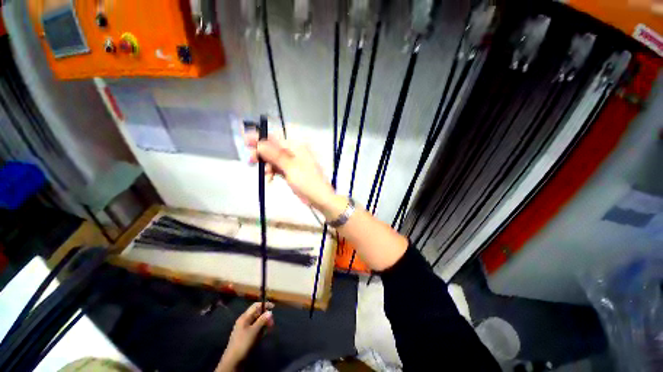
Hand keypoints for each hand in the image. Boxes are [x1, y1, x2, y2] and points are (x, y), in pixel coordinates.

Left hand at [216, 302, 274, 371]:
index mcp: (244, 317)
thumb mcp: (254, 331)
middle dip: (265, 317)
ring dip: (263, 324)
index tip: (273, 307)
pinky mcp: (246, 336)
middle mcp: (244, 321)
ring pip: (257, 322)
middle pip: (257, 313)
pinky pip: (255, 329)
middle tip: (271, 323)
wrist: (233, 361)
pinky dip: (260, 330)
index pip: (256, 306)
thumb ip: (262, 320)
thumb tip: (270, 311)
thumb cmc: (243, 343)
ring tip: (268, 330)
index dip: (265, 305)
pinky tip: (263, 335)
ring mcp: (245, 328)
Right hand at [246, 133, 336, 209]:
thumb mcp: (290, 167)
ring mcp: (292, 163)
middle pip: (273, 149)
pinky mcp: (290, 172)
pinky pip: (277, 169)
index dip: (260, 138)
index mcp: (296, 147)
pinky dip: (272, 172)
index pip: (275, 139)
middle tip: (250, 161)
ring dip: (266, 166)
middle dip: (261, 154)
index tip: (245, 140)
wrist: (319, 198)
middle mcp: (294, 152)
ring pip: (273, 159)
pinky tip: (268, 179)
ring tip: (264, 175)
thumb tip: (259, 143)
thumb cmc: (307, 181)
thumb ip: (274, 155)